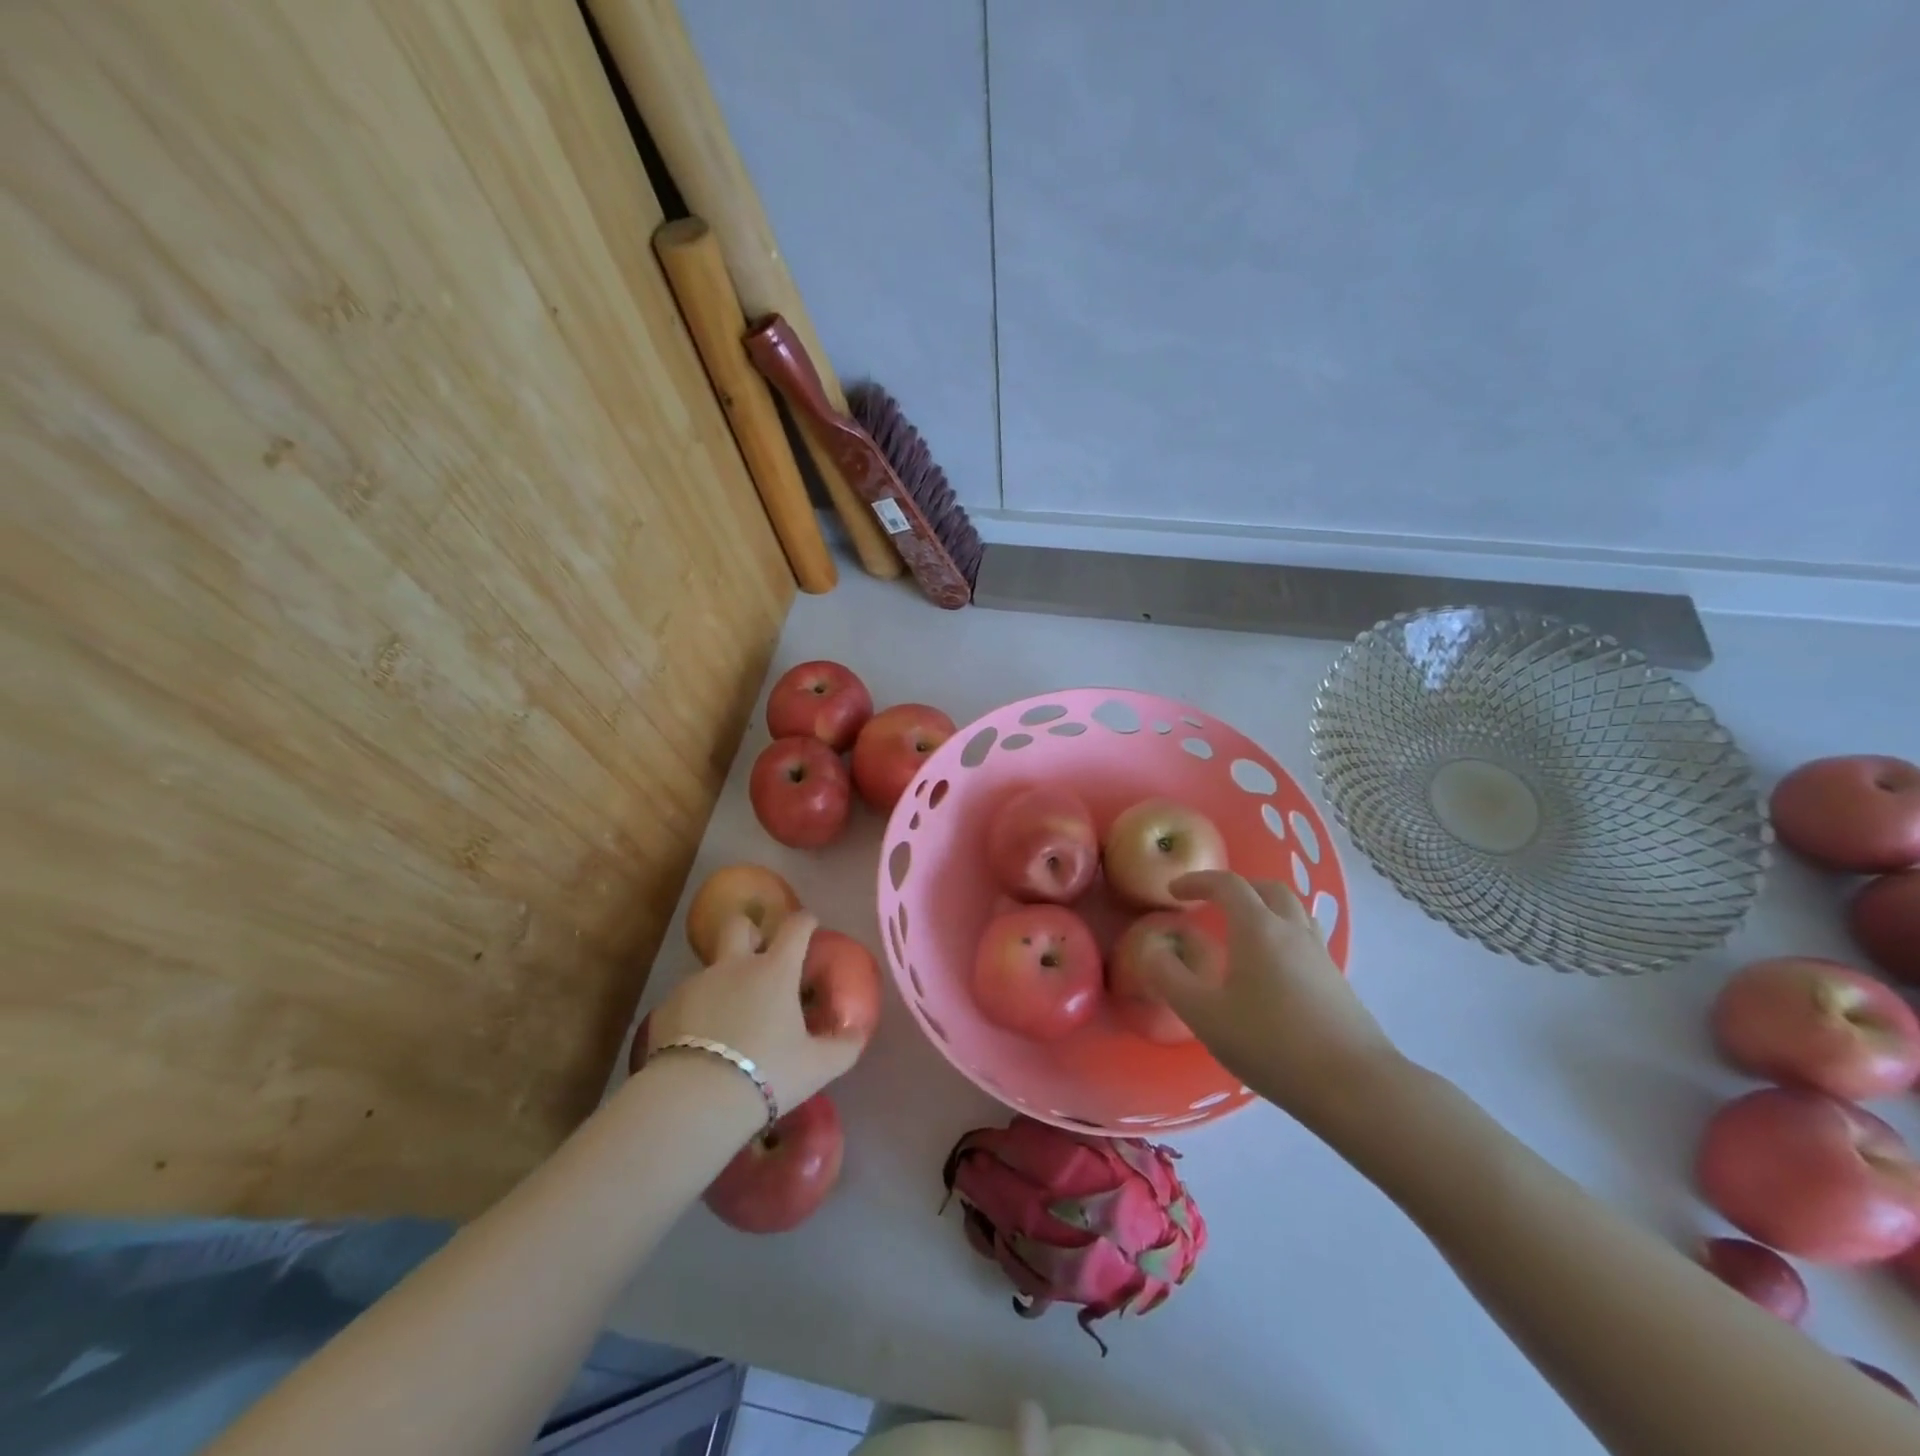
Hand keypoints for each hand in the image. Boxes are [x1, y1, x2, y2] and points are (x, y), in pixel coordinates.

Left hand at [647, 912, 862, 1116]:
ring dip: (724, 981)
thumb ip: (844, 1046)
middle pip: (738, 924)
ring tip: (730, 1017)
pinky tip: (701, 1042)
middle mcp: (734, 966)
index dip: (805, 921)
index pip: (795, 927)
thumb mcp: (818, 1066)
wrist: (694, 1099)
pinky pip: (687, 1000)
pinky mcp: (667, 1008)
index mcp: (775, 970)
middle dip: (749, 929)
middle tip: (758, 953)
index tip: (810, 925)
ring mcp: (697, 984)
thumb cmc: (767, 1072)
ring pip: (711, 967)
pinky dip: (697, 1011)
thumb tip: (859, 1032)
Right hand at [1140, 871, 1397, 1127]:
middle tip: (1211, 904)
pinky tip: (1271, 969)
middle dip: (1236, 888)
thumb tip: (1152, 950)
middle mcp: (1292, 931)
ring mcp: (1320, 955)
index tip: (1173, 891)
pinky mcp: (1337, 981)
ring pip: (1293, 911)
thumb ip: (1170, 978)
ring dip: (1264, 907)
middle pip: (1268, 889)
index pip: (1228, 885)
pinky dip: (1282, 934)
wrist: (1355, 1087)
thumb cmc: (1271, 1045)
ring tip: (1243, 930)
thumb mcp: (1205, 1015)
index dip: (1198, 881)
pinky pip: (1306, 938)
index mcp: (1258, 929)